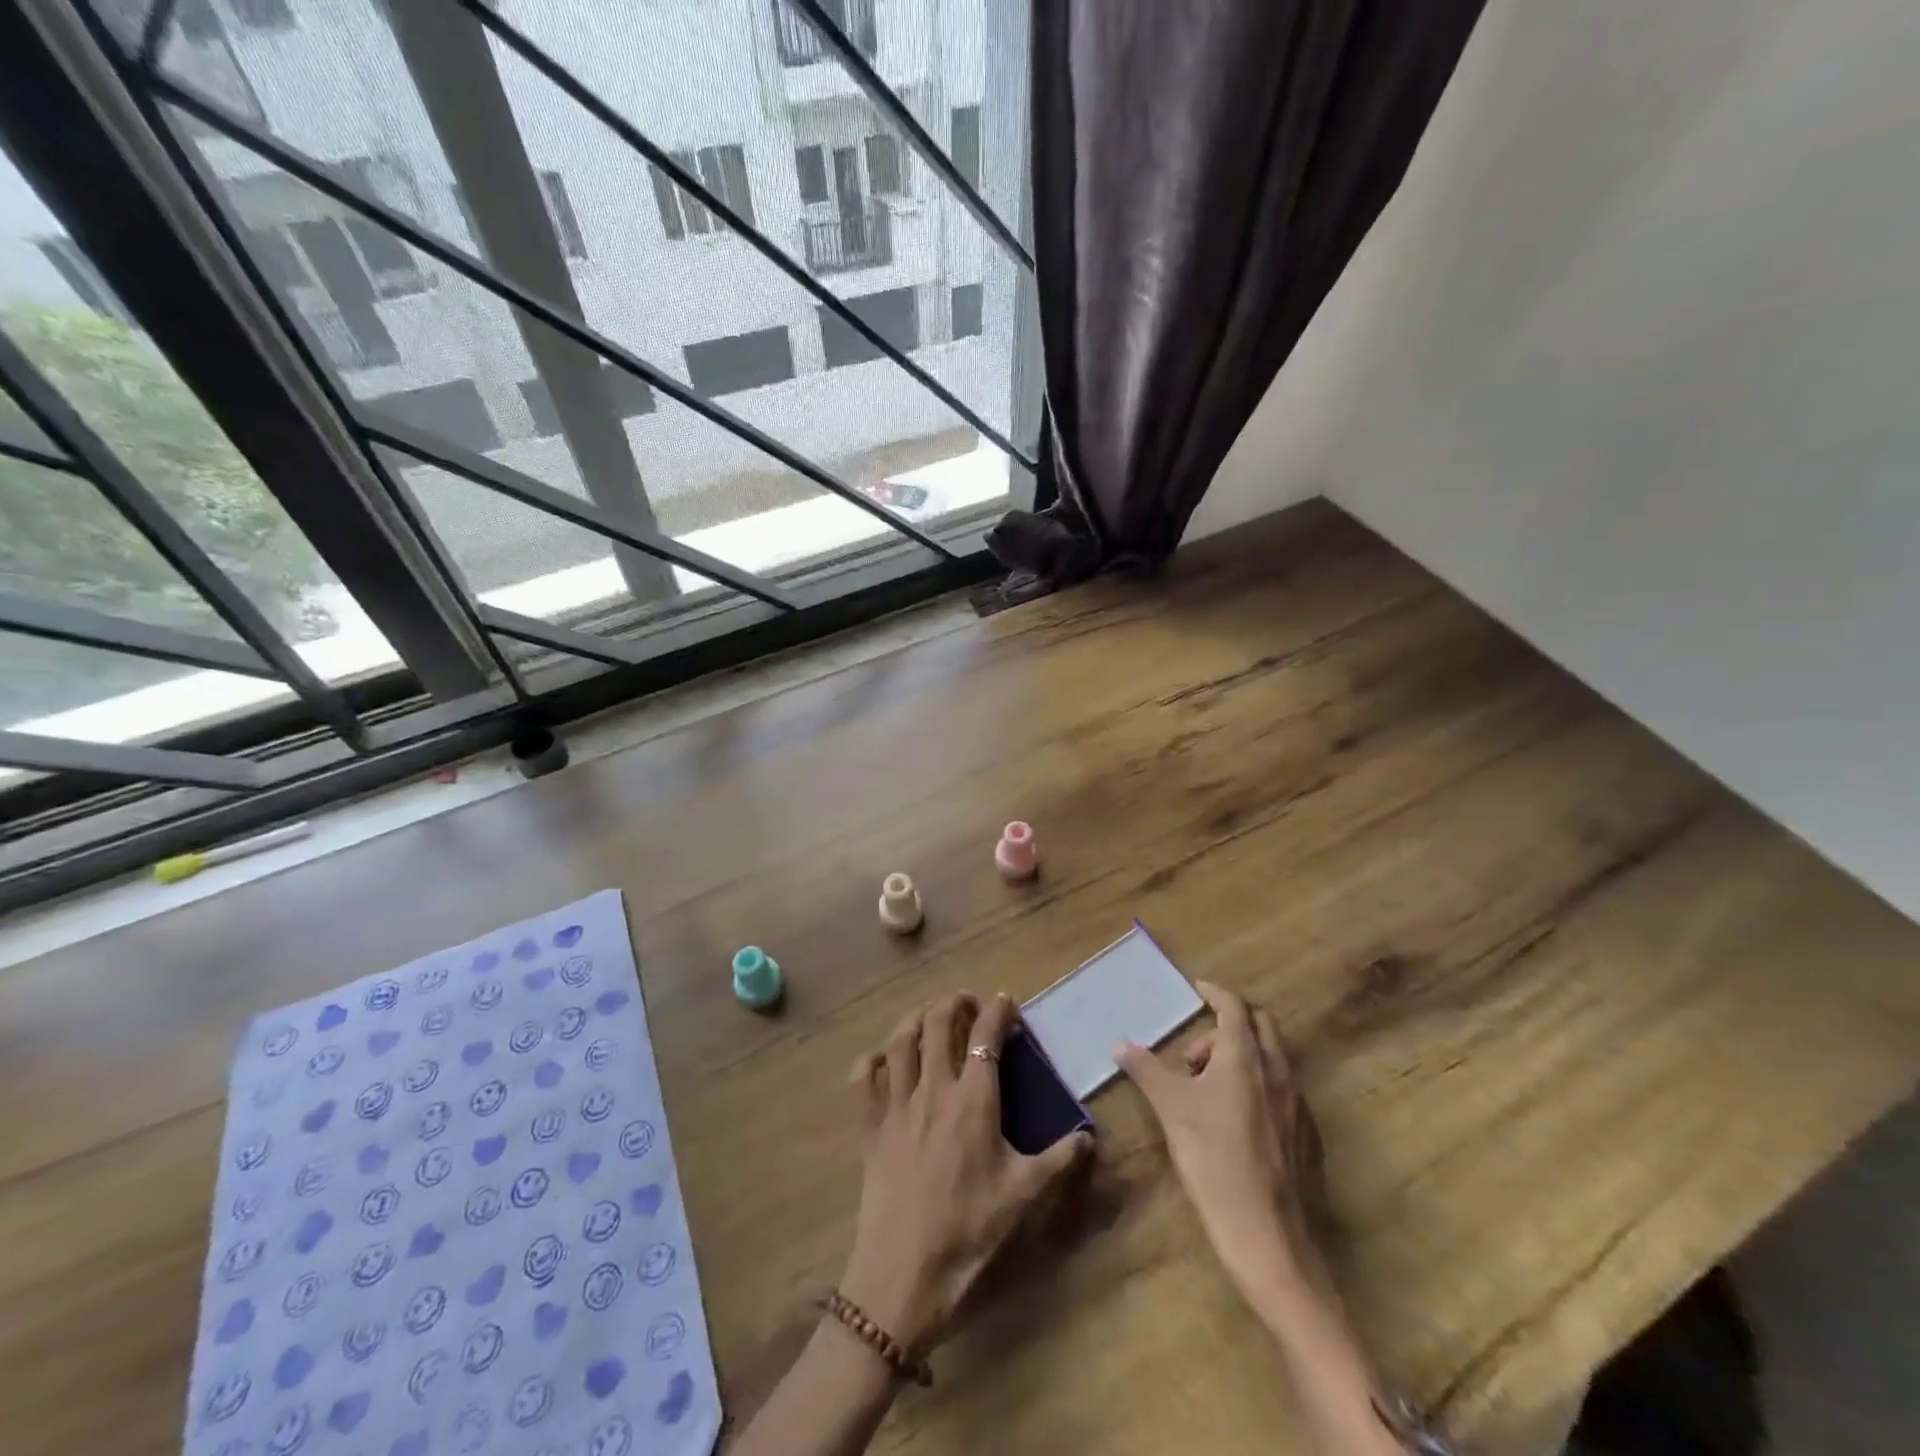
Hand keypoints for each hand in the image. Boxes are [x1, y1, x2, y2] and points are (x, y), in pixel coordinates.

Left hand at [840, 993, 1091, 1352]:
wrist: (905, 1269)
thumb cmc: (970, 1228)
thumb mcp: (1023, 1194)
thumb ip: (1059, 1159)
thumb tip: (1090, 1136)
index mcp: (974, 1100)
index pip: (986, 1038)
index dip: (997, 1012)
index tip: (1006, 1000)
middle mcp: (933, 1089)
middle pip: (937, 1024)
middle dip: (953, 1003)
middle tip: (966, 1002)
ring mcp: (897, 1104)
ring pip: (900, 1041)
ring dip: (915, 1019)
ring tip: (927, 1015)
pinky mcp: (871, 1125)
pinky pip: (867, 1078)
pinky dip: (873, 1058)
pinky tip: (881, 1057)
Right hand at [1115, 982, 1325, 1298]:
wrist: (1268, 1235)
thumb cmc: (1214, 1160)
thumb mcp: (1170, 1109)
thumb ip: (1146, 1070)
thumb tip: (1120, 1043)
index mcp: (1246, 1056)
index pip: (1233, 1007)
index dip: (1215, 993)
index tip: (1197, 989)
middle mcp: (1278, 1070)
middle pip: (1260, 1026)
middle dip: (1228, 1025)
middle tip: (1195, 1051)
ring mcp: (1298, 1103)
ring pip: (1272, 1059)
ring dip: (1242, 1056)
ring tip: (1208, 1089)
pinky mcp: (1307, 1135)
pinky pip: (1282, 1090)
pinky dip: (1259, 1085)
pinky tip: (1236, 1120)